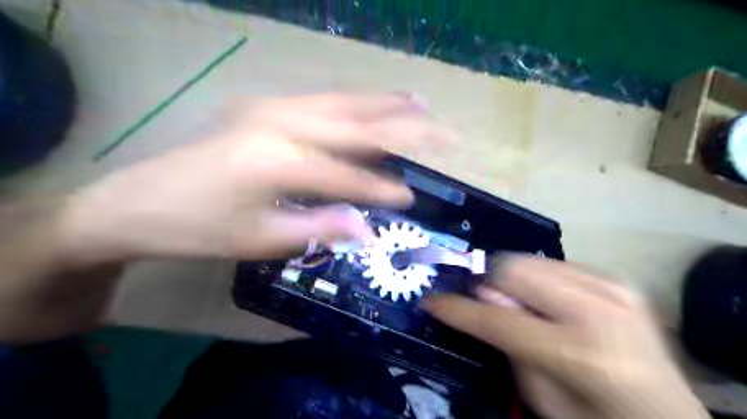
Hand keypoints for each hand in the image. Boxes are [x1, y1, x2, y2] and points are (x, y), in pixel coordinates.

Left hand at [56, 94, 454, 266]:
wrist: (137, 203)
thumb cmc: (199, 228)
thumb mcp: (261, 239)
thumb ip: (320, 228)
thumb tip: (367, 229)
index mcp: (279, 160)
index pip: (348, 176)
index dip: (382, 189)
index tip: (411, 198)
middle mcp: (280, 123)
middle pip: (357, 124)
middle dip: (404, 128)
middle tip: (442, 130)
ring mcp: (270, 108)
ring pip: (341, 103)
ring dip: (382, 104)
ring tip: (417, 104)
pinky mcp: (263, 107)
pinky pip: (321, 102)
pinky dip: (353, 104)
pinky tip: (370, 105)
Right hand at [423, 256, 706, 418]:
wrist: (665, 415)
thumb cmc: (595, 417)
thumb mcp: (543, 395)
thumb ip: (509, 343)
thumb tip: (483, 296)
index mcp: (578, 352)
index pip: (497, 317)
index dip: (457, 307)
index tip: (431, 299)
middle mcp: (598, 308)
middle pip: (514, 269)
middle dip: (488, 282)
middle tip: (481, 300)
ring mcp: (611, 287)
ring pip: (531, 260)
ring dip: (512, 279)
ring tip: (516, 303)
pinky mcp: (616, 279)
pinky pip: (554, 263)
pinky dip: (538, 279)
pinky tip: (546, 302)